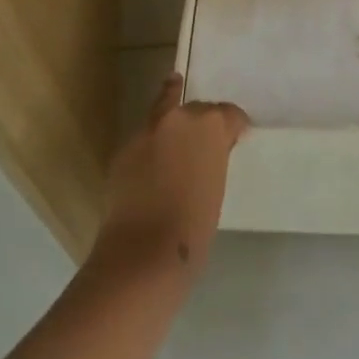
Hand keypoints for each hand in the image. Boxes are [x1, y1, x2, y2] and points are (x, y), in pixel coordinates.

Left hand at [97, 73, 248, 274]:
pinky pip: (145, 142)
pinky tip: (154, 171)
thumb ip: (214, 158)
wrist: (143, 251)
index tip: (235, 138)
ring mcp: (147, 131)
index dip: (233, 126)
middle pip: (195, 108)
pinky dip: (152, 150)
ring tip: (177, 151)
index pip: (229, 113)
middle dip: (201, 122)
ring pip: (164, 117)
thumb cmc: (194, 226)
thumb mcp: (217, 186)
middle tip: (204, 143)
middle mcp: (178, 118)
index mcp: (210, 126)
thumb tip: (208, 154)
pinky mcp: (123, 149)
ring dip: (172, 130)